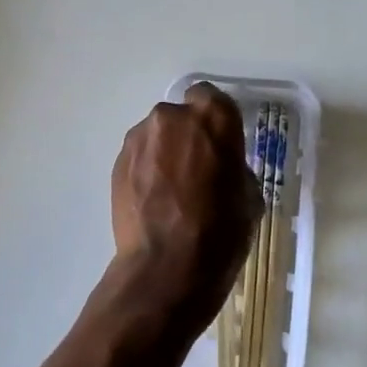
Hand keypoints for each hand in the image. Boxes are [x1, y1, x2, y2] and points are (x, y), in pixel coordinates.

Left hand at [109, 81, 256, 325]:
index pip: (212, 98)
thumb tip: (220, 167)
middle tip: (195, 170)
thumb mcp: (249, 197)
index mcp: (213, 119)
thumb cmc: (220, 232)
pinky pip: (138, 157)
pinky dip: (145, 171)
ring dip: (164, 153)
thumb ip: (233, 166)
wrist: (166, 267)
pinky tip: (153, 202)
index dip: (215, 121)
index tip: (219, 145)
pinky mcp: (117, 162)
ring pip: (156, 136)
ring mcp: (140, 139)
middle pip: (181, 116)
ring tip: (171, 192)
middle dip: (187, 136)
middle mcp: (172, 118)